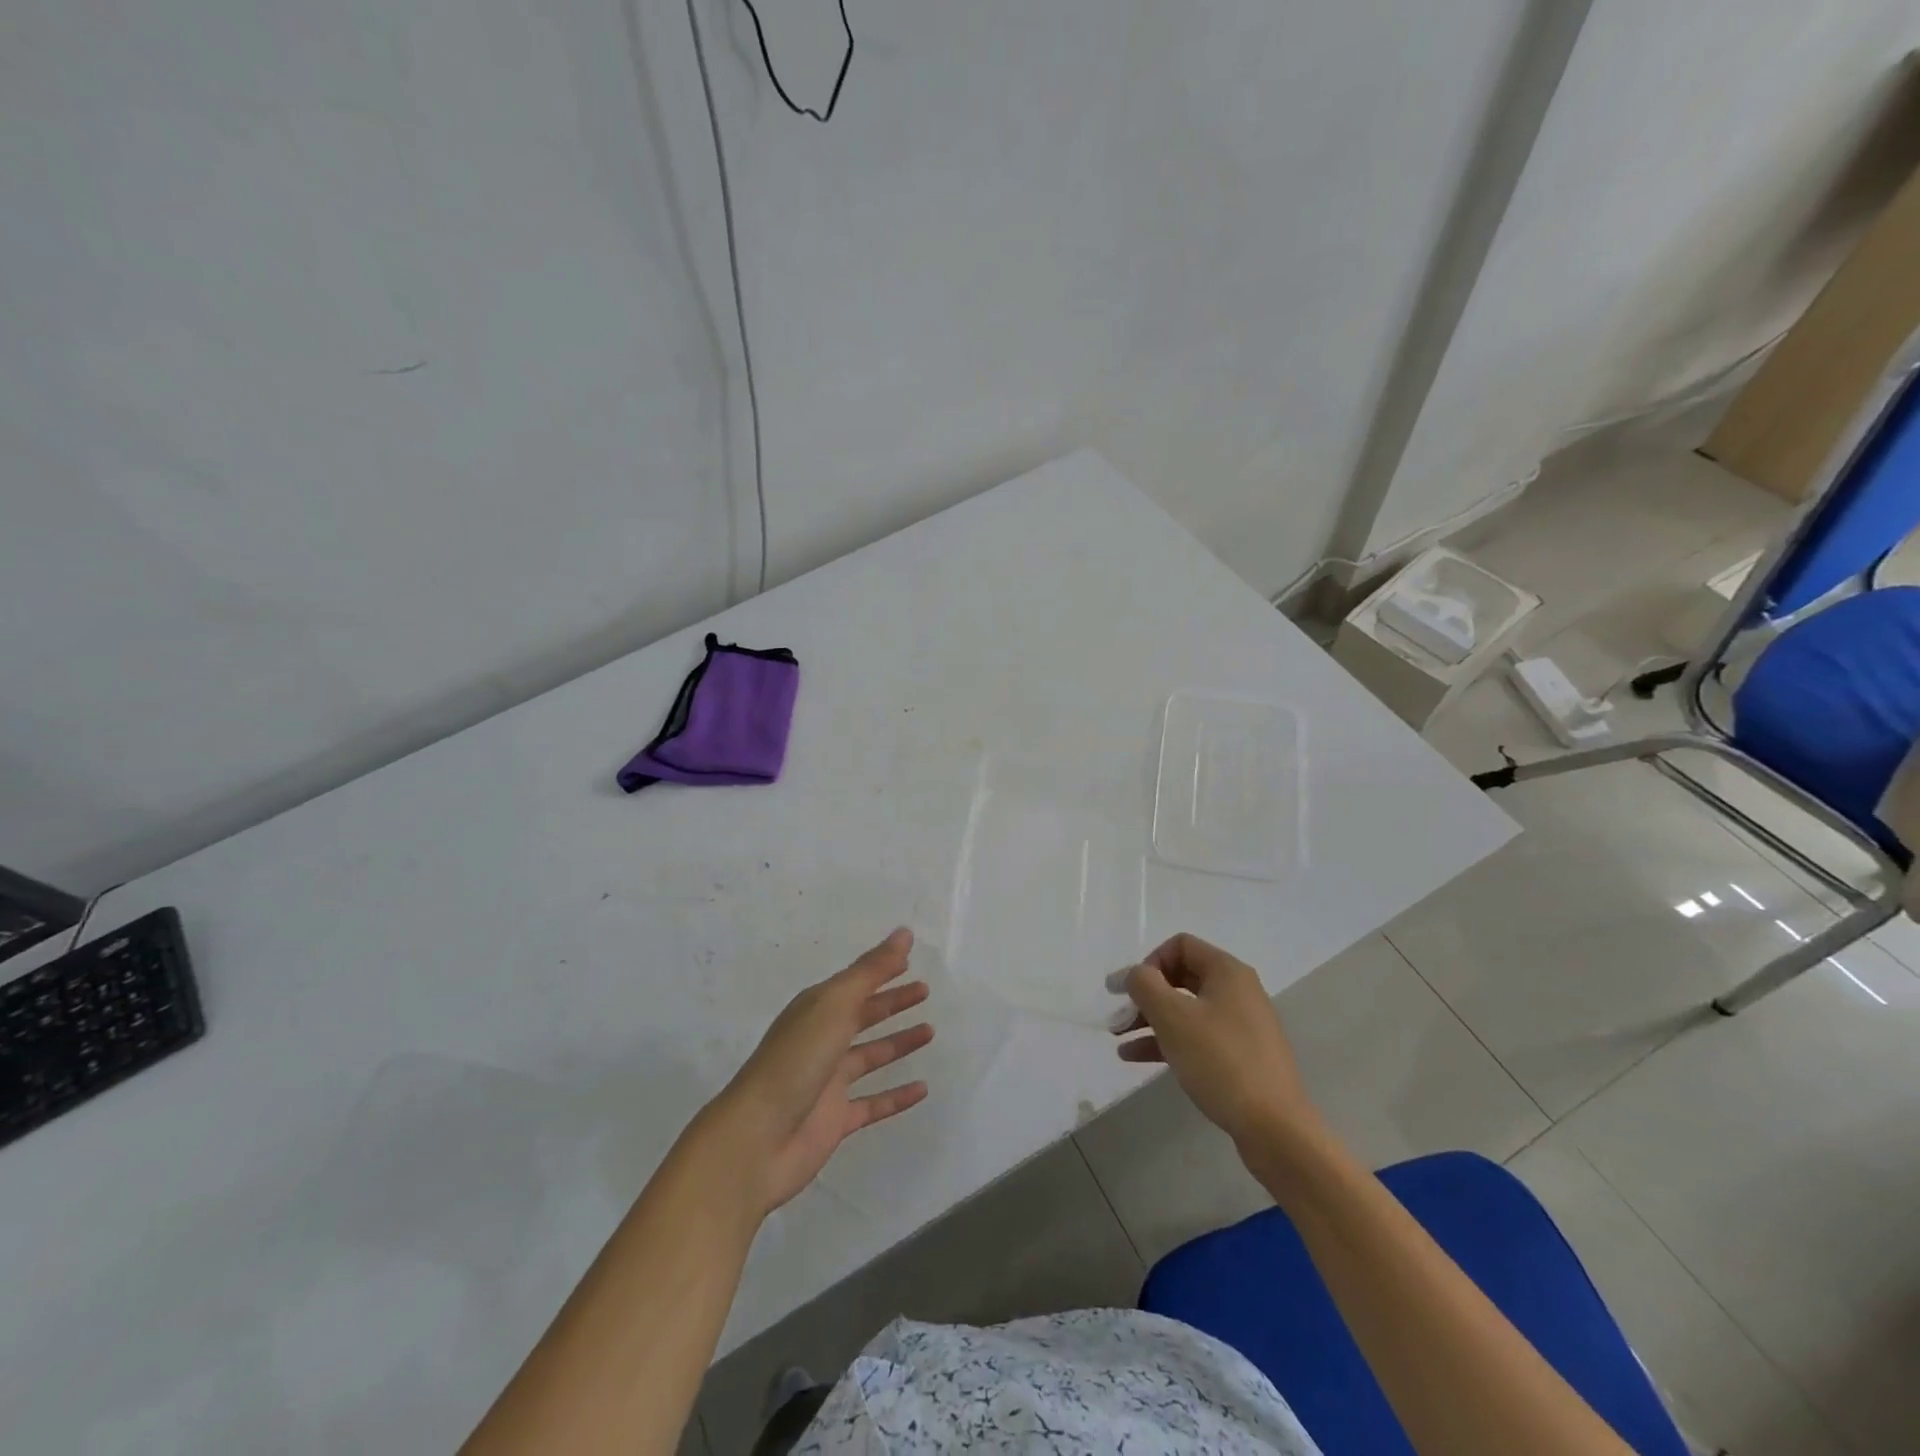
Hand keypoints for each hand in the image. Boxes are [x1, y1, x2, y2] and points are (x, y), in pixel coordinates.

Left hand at [715, 928, 933, 1213]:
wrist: (757, 1140)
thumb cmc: (796, 1061)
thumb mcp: (834, 1005)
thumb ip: (871, 971)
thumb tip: (904, 933)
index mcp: (815, 1010)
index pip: (854, 984)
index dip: (880, 972)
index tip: (910, 962)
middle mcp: (821, 1040)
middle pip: (862, 1016)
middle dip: (891, 1002)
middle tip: (925, 992)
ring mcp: (828, 1082)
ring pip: (869, 1056)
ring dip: (898, 1044)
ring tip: (930, 1032)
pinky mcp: (836, 1119)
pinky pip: (873, 1103)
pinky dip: (897, 1096)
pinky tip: (923, 1090)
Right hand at [1112, 933, 1319, 1150]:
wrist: (1274, 1127)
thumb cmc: (1220, 1060)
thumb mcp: (1172, 1016)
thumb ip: (1144, 985)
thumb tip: (1134, 975)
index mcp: (1227, 972)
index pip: (1180, 946)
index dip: (1150, 962)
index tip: (1131, 991)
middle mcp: (1238, 991)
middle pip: (1181, 978)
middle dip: (1145, 995)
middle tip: (1118, 1014)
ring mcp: (1241, 1026)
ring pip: (1186, 1010)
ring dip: (1150, 1020)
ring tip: (1119, 1038)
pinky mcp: (1241, 1057)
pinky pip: (1197, 1037)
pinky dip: (1167, 1041)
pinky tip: (1136, 1057)